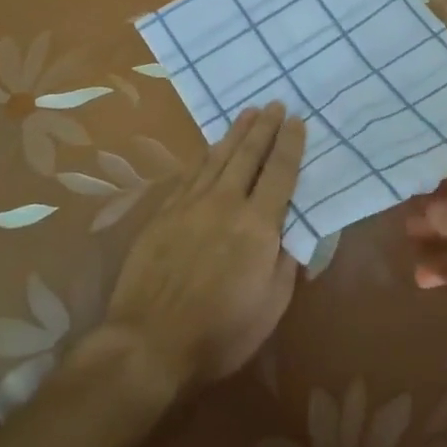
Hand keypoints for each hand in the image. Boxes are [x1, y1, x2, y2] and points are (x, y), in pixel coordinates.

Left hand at [103, 103, 304, 392]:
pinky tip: (209, 148)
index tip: (297, 120)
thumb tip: (293, 232)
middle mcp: (226, 204)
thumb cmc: (220, 331)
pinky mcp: (164, 214)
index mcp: (258, 225)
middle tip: (274, 104)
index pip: (280, 172)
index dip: (290, 144)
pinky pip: (189, 174)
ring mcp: (191, 206)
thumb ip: (286, 262)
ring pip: (218, 158)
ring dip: (235, 133)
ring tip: (248, 113)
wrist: (148, 342)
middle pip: (248, 155)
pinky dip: (204, 156)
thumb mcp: (271, 305)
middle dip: (264, 128)